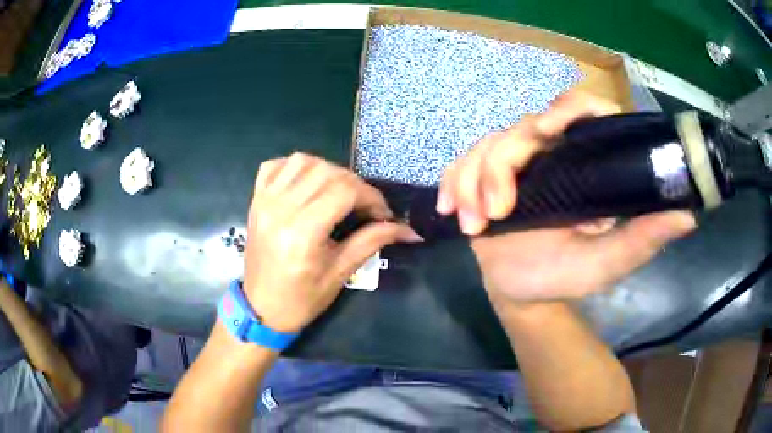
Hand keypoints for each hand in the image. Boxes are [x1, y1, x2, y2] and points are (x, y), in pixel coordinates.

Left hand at [243, 153, 418, 332]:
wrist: (262, 308)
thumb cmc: (302, 298)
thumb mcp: (341, 272)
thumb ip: (372, 241)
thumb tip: (409, 230)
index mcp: (303, 232)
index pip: (345, 191)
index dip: (371, 197)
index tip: (384, 214)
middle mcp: (281, 208)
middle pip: (326, 171)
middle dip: (355, 184)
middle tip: (365, 206)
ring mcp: (264, 201)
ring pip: (302, 161)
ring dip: (327, 170)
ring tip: (338, 192)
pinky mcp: (256, 200)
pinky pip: (274, 165)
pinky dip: (295, 167)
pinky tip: (307, 183)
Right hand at [437, 90, 695, 303]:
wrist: (522, 294)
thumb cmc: (564, 277)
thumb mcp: (607, 263)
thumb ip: (643, 240)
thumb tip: (689, 215)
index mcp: (583, 163)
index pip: (580, 110)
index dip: (568, 108)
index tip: (551, 129)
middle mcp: (550, 153)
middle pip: (522, 128)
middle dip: (500, 166)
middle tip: (495, 214)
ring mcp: (514, 164)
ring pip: (486, 146)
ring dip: (472, 183)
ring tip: (474, 227)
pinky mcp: (482, 177)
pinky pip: (461, 164)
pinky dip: (452, 184)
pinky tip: (451, 211)